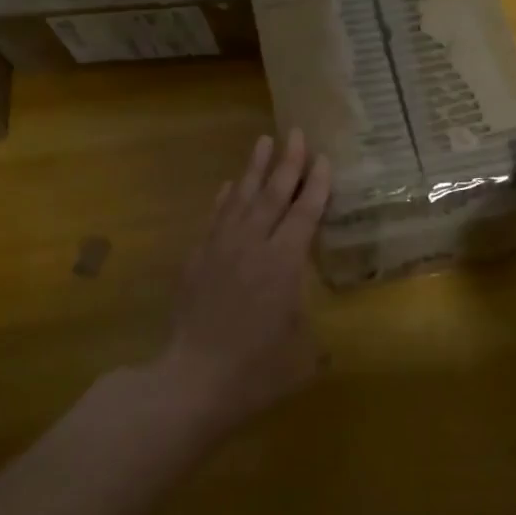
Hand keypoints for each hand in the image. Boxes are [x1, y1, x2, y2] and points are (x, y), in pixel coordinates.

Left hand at [159, 130, 331, 432]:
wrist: (192, 381)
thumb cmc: (255, 371)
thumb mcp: (302, 357)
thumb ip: (314, 339)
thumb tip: (322, 341)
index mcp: (284, 263)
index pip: (304, 213)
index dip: (316, 184)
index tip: (323, 158)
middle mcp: (253, 245)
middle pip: (273, 194)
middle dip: (288, 162)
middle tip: (295, 133)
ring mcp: (221, 248)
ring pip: (242, 198)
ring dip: (254, 168)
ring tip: (263, 141)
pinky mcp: (197, 259)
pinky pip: (215, 218)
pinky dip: (225, 198)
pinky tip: (230, 185)